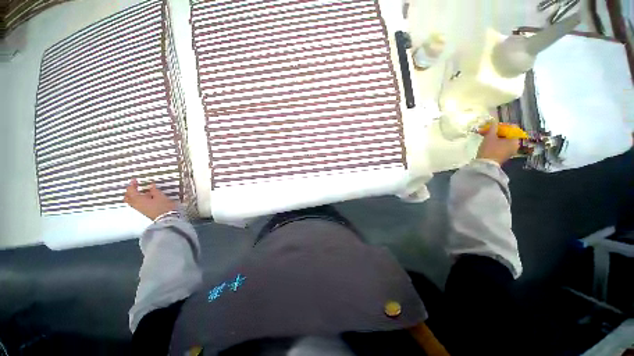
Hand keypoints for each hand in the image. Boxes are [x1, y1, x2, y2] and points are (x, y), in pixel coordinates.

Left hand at [124, 179, 176, 219]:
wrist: (167, 218)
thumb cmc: (163, 206)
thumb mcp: (160, 196)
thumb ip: (154, 190)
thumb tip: (151, 185)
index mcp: (137, 199)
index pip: (130, 190)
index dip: (132, 184)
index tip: (135, 180)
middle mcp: (135, 204)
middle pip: (127, 197)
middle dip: (130, 191)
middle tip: (135, 186)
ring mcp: (139, 209)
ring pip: (132, 201)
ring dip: (134, 195)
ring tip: (142, 191)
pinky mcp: (144, 211)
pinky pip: (137, 204)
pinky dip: (138, 199)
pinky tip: (146, 197)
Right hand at [476, 120, 519, 164]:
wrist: (485, 165)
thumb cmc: (489, 150)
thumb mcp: (490, 137)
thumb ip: (493, 127)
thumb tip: (493, 121)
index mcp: (515, 139)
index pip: (512, 127)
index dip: (502, 125)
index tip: (492, 126)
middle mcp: (515, 144)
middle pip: (507, 133)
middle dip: (496, 131)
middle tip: (486, 130)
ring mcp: (510, 150)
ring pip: (503, 139)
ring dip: (494, 136)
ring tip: (484, 135)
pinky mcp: (504, 154)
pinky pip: (501, 144)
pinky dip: (495, 141)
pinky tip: (487, 141)